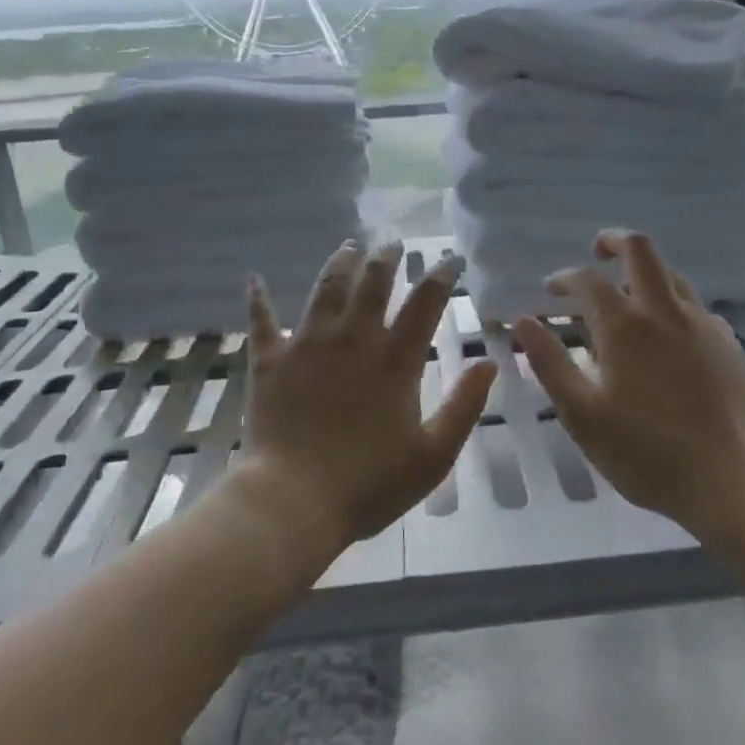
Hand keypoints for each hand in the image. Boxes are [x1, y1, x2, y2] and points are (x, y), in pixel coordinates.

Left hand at [228, 240, 496, 557]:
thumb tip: (489, 362)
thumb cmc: (368, 485)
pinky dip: (258, 299)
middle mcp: (353, 340)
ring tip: (348, 245)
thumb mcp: (433, 455)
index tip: (449, 259)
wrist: (292, 502)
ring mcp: (308, 345)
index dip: (440, 278)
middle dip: (385, 258)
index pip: (424, 305)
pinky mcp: (270, 360)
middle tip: (392, 242)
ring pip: (326, 288)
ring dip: (339, 263)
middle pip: (372, 283)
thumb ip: (464, 407)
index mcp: (394, 361)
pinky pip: (262, 321)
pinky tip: (254, 280)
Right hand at [512, 230, 744, 532]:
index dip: (564, 278)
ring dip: (645, 272)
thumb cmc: (646, 451)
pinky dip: (674, 305)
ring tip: (630, 293)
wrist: (732, 479)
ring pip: (672, 274)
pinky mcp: (728, 344)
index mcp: (624, 326)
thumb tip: (523, 322)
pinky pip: (695, 307)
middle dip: (614, 241)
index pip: (587, 280)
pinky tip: (670, 335)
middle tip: (598, 252)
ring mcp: (701, 325)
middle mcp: (664, 312)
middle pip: (640, 250)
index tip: (551, 291)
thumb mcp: (582, 415)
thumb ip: (550, 364)